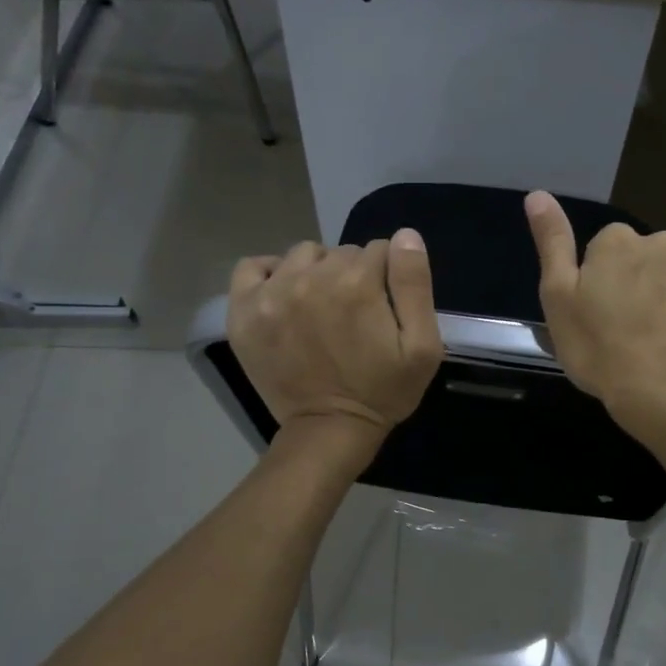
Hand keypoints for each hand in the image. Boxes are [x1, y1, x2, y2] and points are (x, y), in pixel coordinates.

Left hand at [228, 232, 443, 457]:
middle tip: (355, 315)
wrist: (329, 430)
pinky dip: (270, 273)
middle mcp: (311, 278)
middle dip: (353, 275)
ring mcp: (271, 292)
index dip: (387, 277)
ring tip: (321, 307)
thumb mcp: (422, 346)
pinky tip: (284, 294)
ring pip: (303, 255)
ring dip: (316, 272)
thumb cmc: (384, 390)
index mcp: (357, 283)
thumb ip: (415, 284)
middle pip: (341, 252)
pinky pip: (252, 266)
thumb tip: (404, 236)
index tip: (384, 308)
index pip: (379, 250)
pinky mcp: (243, 310)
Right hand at [524, 191, 665, 435]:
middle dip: (631, 283)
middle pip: (639, 258)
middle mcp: (661, 241)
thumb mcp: (558, 297)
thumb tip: (537, 194)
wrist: (662, 394)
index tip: (594, 314)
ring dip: (660, 295)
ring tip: (651, 338)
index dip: (595, 281)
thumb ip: (552, 241)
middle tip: (620, 328)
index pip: (601, 249)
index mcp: (618, 240)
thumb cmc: (598, 348)